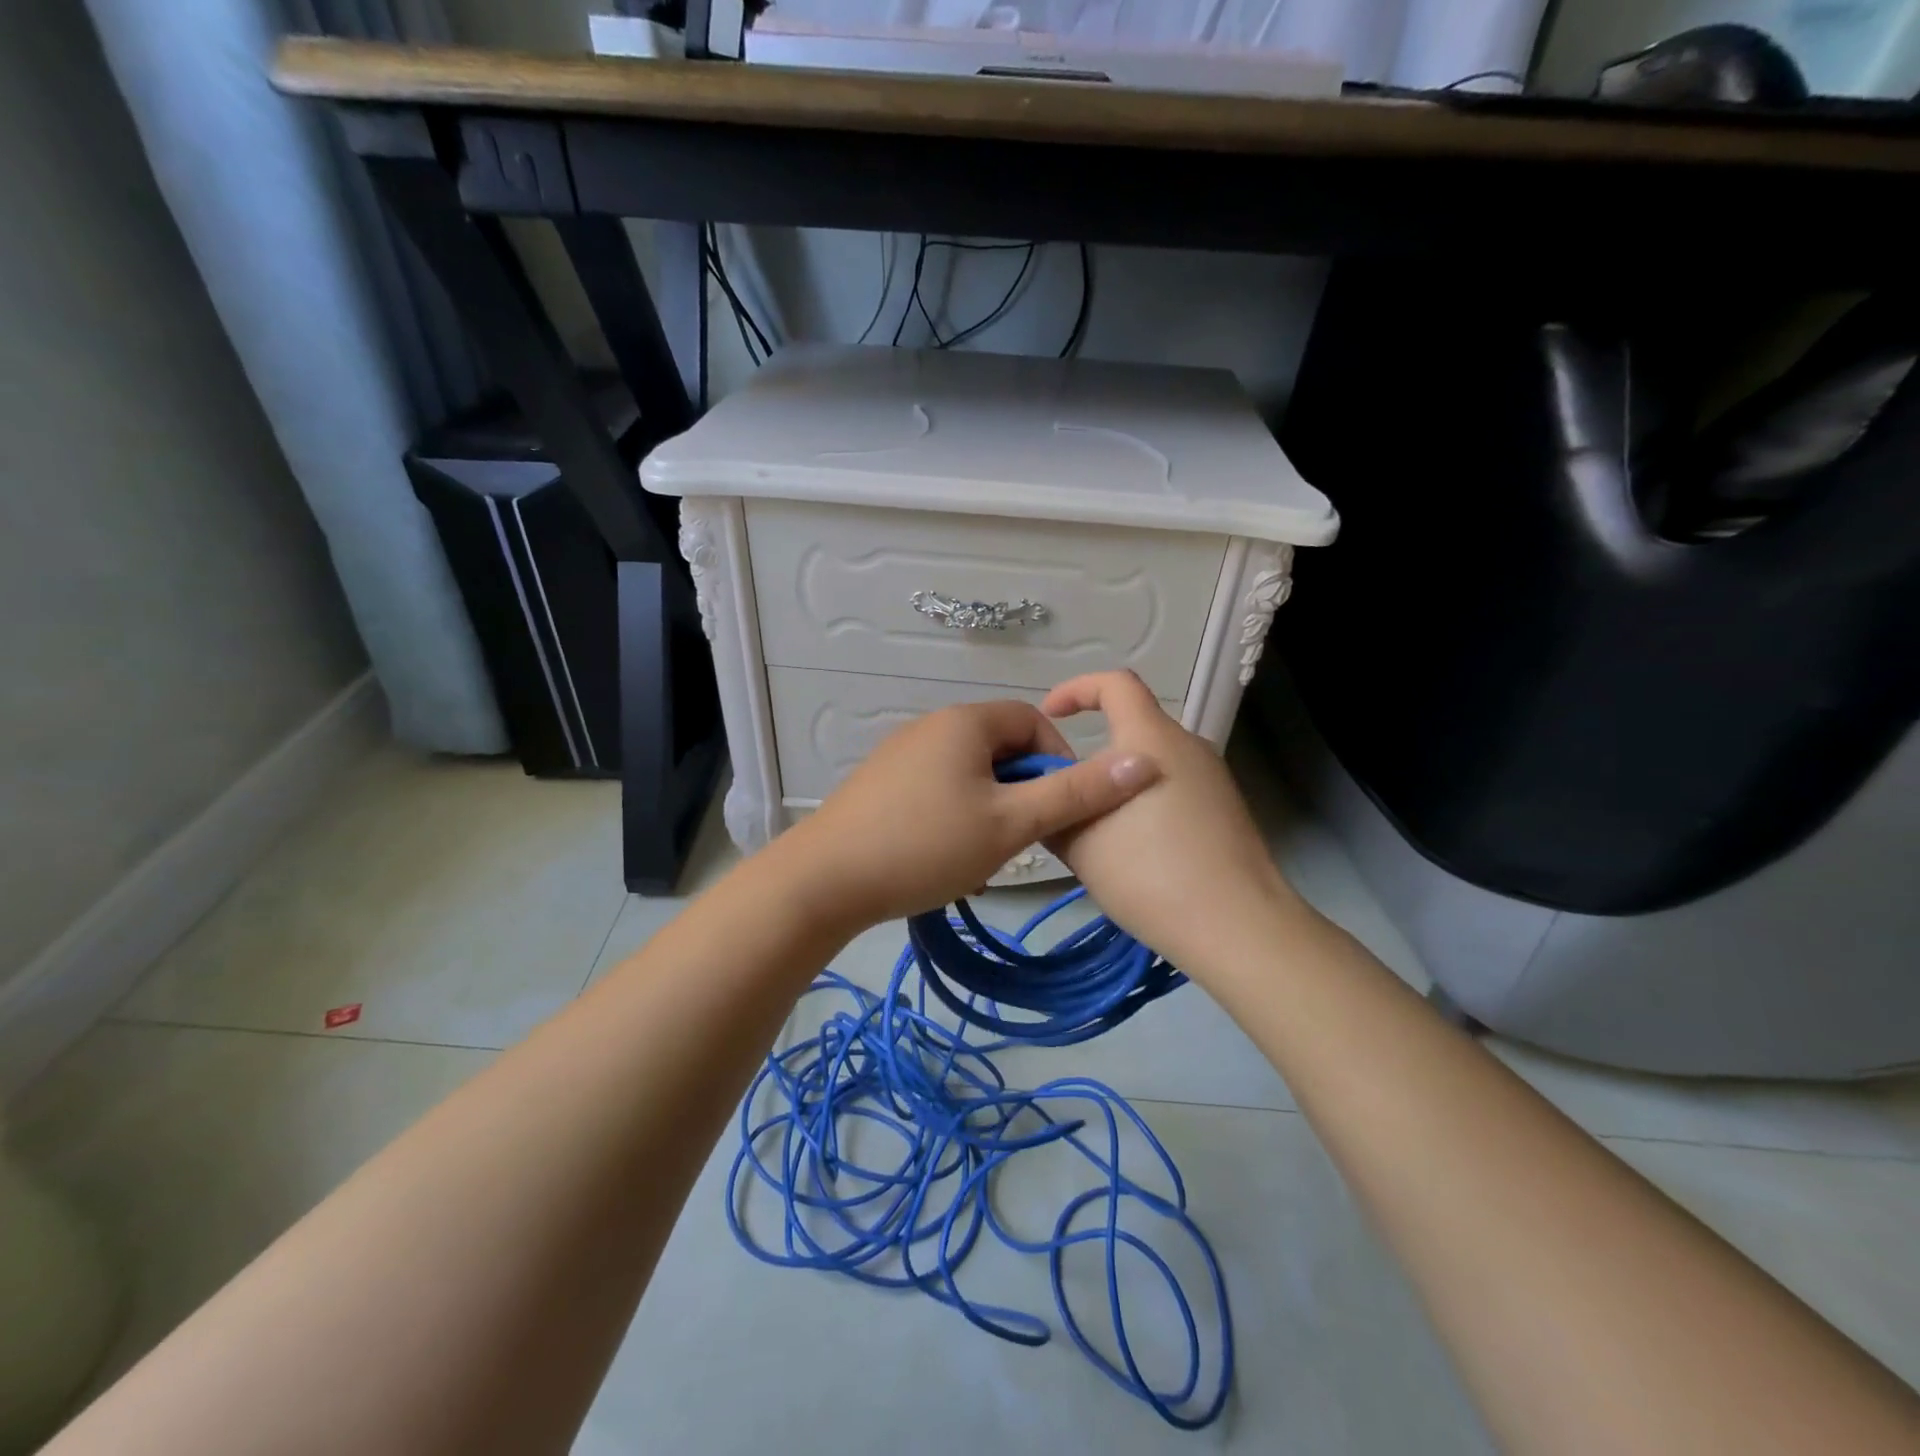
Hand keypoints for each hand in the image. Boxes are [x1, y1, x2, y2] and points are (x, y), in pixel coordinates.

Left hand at [779, 698, 1160, 928]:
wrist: (824, 881)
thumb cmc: (926, 845)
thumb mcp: (1011, 824)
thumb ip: (1077, 794)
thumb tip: (1144, 761)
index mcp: (966, 721)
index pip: (1034, 721)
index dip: (1060, 760)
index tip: (1064, 809)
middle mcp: (932, 725)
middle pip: (1000, 747)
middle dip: (1022, 789)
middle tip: (1023, 839)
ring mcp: (900, 753)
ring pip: (969, 772)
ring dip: (991, 806)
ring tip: (985, 853)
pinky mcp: (880, 783)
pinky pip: (937, 786)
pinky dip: (956, 813)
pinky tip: (945, 855)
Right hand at [1040, 671, 1305, 971]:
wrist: (1235, 926)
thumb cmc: (1148, 873)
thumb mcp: (1079, 841)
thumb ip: (1054, 805)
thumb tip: (1045, 790)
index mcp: (1149, 738)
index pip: (1114, 684)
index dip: (1076, 688)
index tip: (1049, 716)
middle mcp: (1186, 745)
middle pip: (1132, 726)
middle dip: (1092, 751)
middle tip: (1063, 791)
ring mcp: (1211, 776)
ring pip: (1151, 760)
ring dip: (1117, 779)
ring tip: (1094, 826)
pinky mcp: (1225, 806)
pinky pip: (1173, 785)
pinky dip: (1143, 798)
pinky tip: (1134, 846)